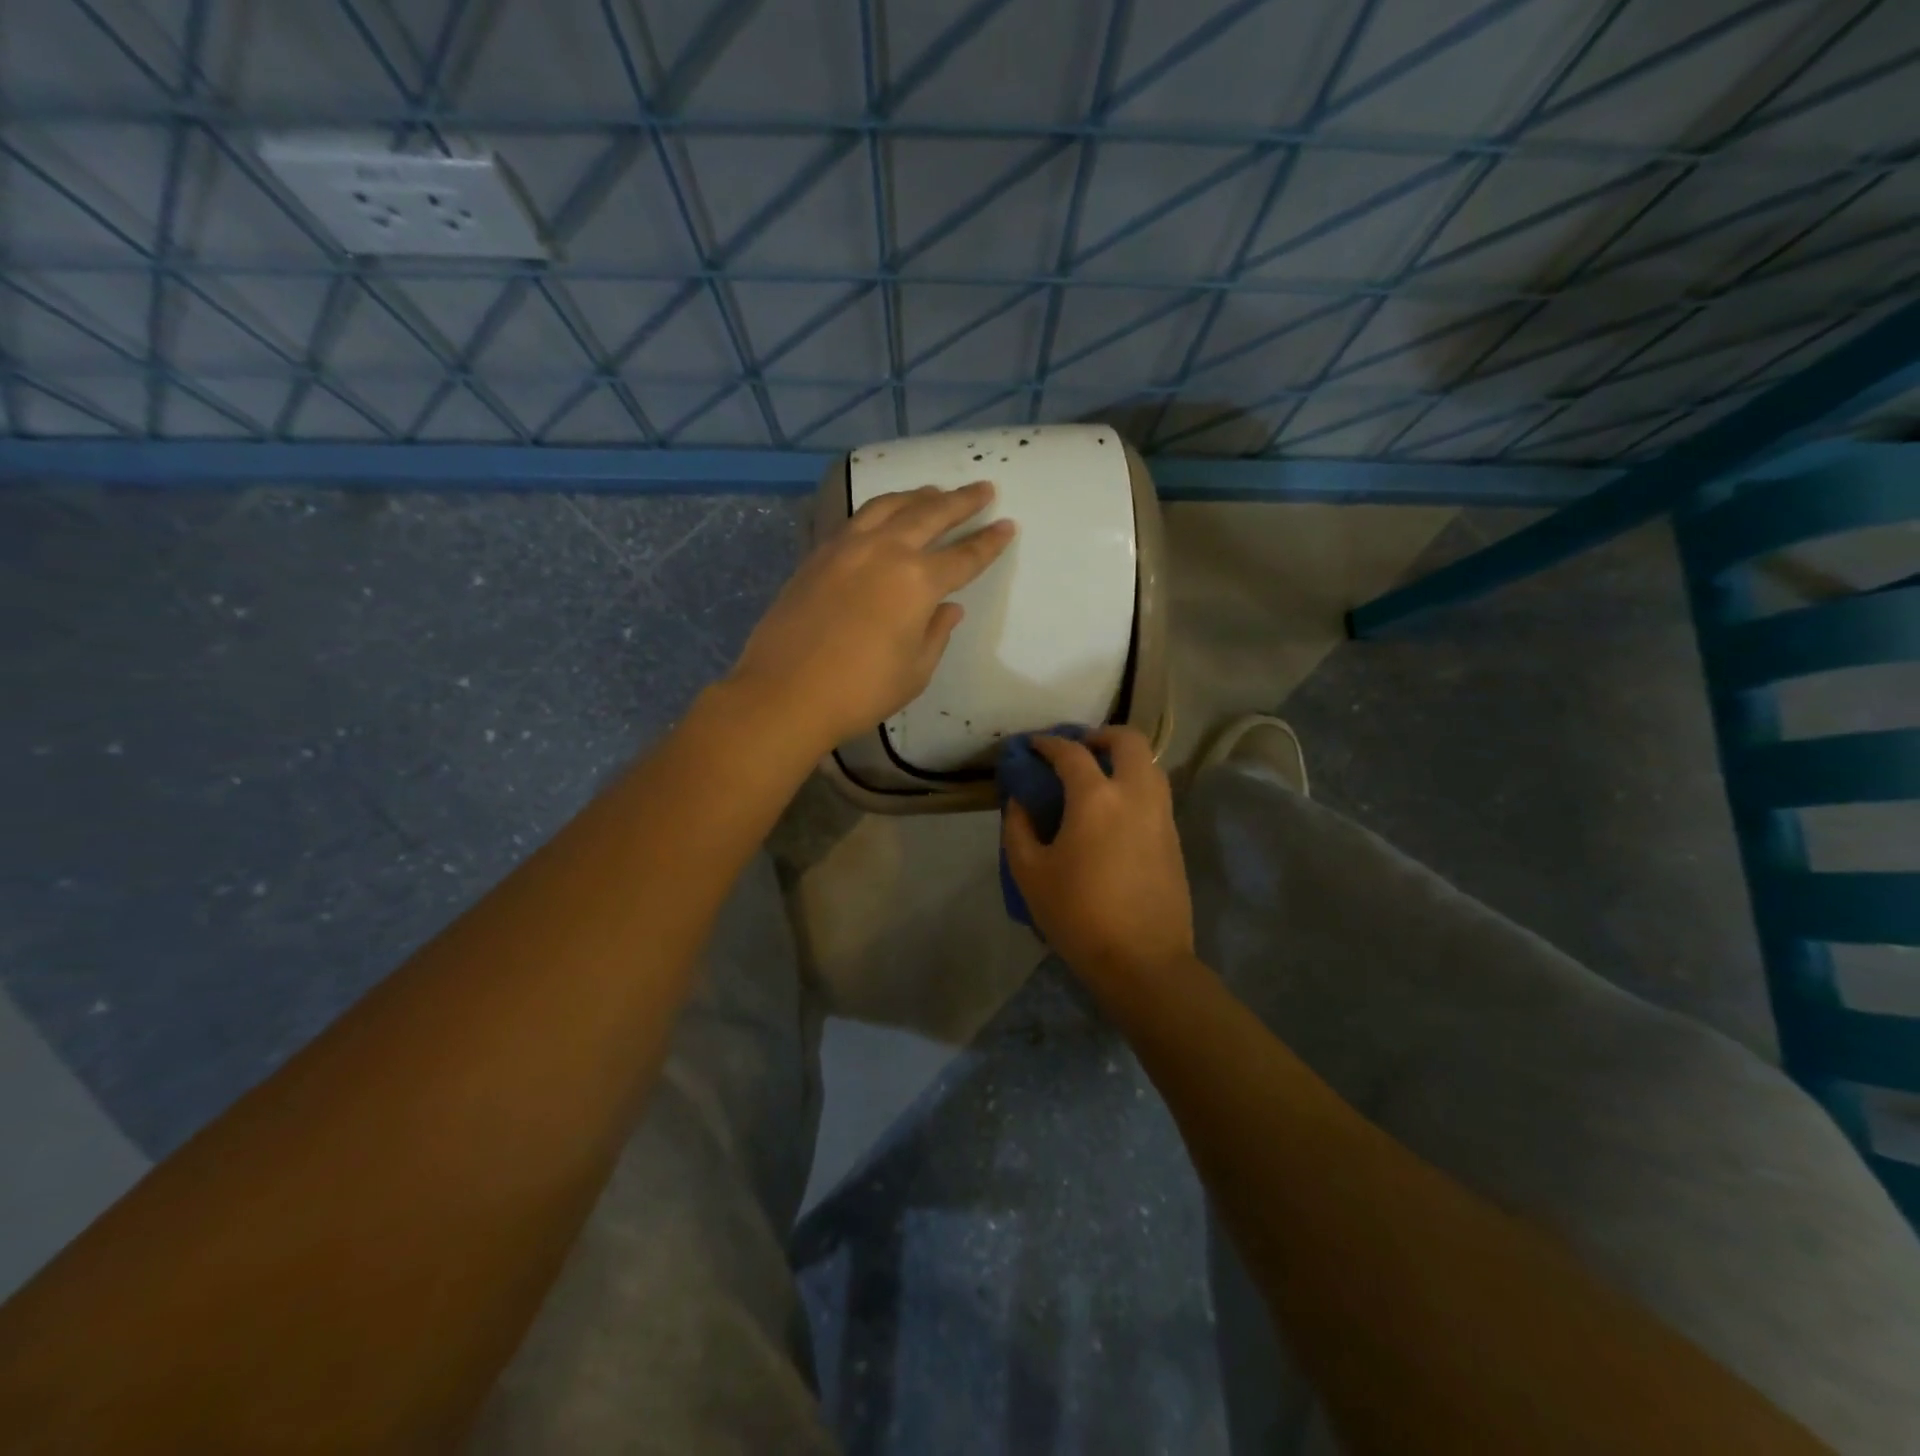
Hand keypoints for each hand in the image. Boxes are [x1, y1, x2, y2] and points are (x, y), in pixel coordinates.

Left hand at [729, 481, 1014, 748]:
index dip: (989, 542)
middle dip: (961, 501)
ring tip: (934, 492)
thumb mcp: (914, 671)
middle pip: (930, 514)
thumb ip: (936, 633)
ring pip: (888, 506)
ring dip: (918, 496)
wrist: (784, 693)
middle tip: (982, 489)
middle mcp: (885, 551)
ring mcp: (846, 547)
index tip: (1007, 525)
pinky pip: (857, 520)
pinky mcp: (818, 554)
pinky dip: (879, 511)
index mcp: (917, 582)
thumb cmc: (860, 691)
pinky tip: (883, 516)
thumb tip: (948, 608)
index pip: (964, 555)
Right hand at [1002, 728, 1195, 989]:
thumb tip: (1020, 802)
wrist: (1142, 961)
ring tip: (1098, 779)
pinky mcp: (1175, 838)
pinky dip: (1136, 786)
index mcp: (1096, 798)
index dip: (1048, 743)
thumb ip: (1018, 828)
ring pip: (1150, 765)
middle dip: (1101, 735)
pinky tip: (1115, 812)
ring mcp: (1162, 815)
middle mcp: (1135, 794)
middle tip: (1078, 750)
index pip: (1071, 752)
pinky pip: (1156, 794)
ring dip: (1124, 759)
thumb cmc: (1078, 915)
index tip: (1033, 745)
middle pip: (1129, 740)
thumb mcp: (1030, 873)